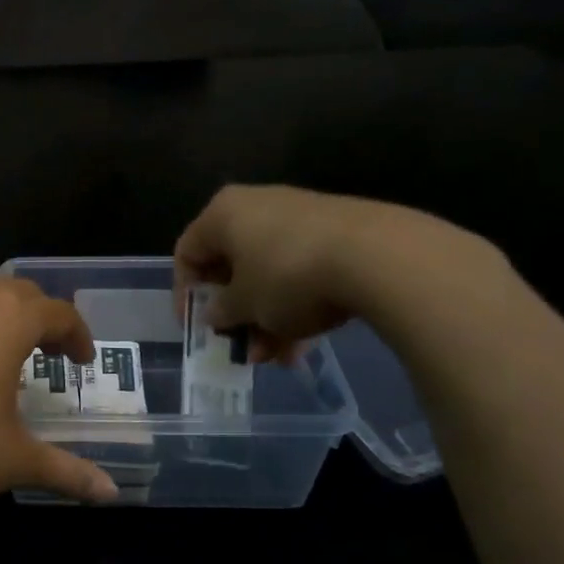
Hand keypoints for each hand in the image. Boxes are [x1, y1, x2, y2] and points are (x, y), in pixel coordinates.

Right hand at [173, 185, 482, 361]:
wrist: (378, 256)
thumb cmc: (288, 276)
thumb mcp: (245, 305)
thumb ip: (222, 311)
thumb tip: (216, 314)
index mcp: (223, 213)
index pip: (188, 251)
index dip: (185, 293)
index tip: (196, 327)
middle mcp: (257, 206)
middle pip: (232, 265)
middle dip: (235, 313)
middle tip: (240, 347)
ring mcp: (300, 218)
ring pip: (269, 274)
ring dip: (266, 318)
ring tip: (275, 358)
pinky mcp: (337, 233)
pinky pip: (301, 272)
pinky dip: (296, 306)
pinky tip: (304, 345)